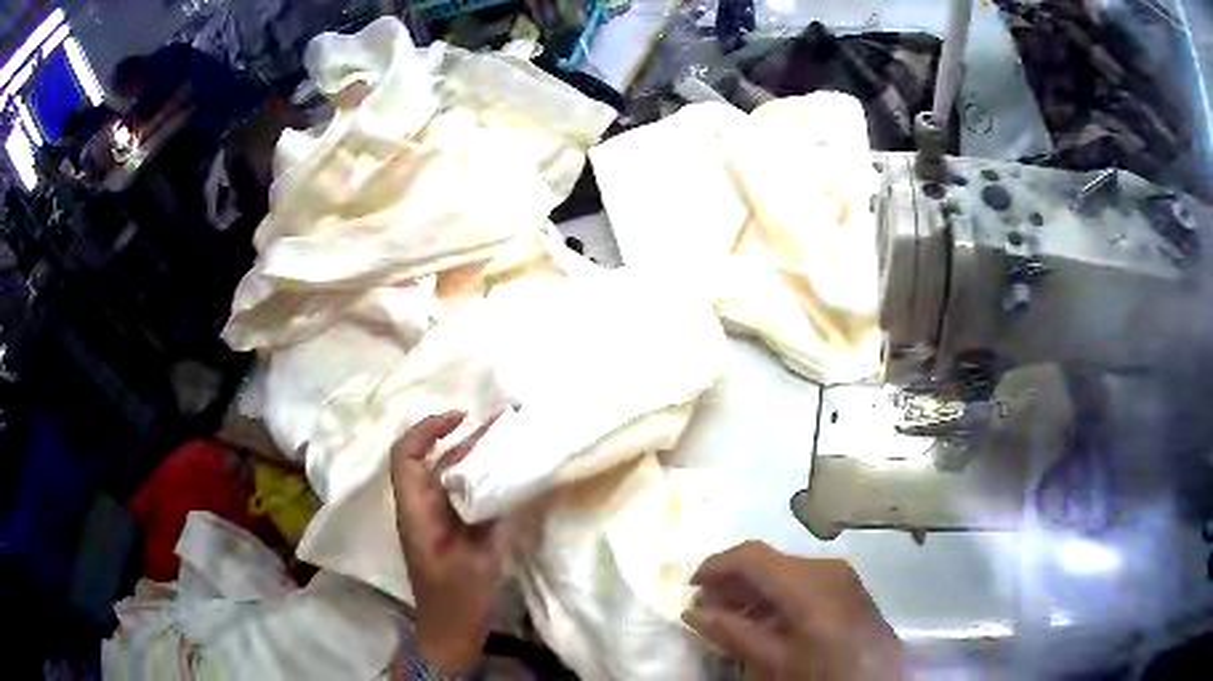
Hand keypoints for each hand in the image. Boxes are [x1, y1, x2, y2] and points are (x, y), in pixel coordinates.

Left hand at [391, 412, 500, 674]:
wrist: (448, 632)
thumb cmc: (457, 601)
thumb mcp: (481, 561)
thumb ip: (498, 522)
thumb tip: (519, 483)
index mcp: (415, 513)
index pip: (404, 457)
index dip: (426, 430)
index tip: (460, 418)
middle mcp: (419, 509)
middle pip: (429, 460)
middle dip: (460, 438)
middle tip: (499, 425)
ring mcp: (433, 519)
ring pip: (445, 475)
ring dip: (471, 456)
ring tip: (506, 441)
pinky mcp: (447, 529)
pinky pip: (458, 494)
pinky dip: (478, 479)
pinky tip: (505, 478)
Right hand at [683, 541, 902, 680]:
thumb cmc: (823, 674)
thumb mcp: (774, 661)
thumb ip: (732, 633)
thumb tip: (693, 611)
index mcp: (808, 583)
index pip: (751, 556)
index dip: (715, 566)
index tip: (690, 588)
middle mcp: (826, 568)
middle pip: (768, 561)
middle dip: (732, 581)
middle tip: (705, 607)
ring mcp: (841, 576)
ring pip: (785, 570)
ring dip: (753, 589)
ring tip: (729, 617)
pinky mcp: (848, 588)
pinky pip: (803, 581)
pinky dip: (777, 595)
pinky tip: (764, 621)